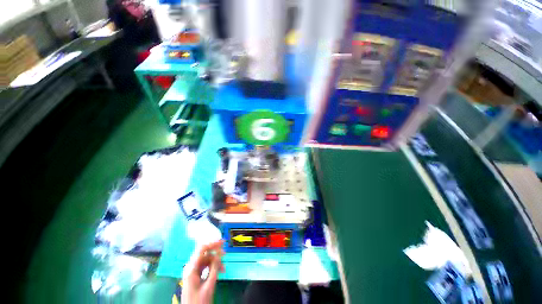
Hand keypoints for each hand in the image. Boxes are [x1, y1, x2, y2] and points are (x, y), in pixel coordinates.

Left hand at [182, 240, 224, 303]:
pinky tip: (219, 270)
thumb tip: (220, 252)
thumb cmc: (199, 300)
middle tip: (225, 253)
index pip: (202, 249)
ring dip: (215, 261)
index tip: (222, 242)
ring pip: (206, 260)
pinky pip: (205, 266)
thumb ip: (214, 267)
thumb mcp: (209, 284)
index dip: (212, 243)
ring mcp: (192, 272)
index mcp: (191, 268)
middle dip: (215, 252)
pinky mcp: (195, 276)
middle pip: (204, 254)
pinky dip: (212, 266)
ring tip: (223, 267)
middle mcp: (191, 267)